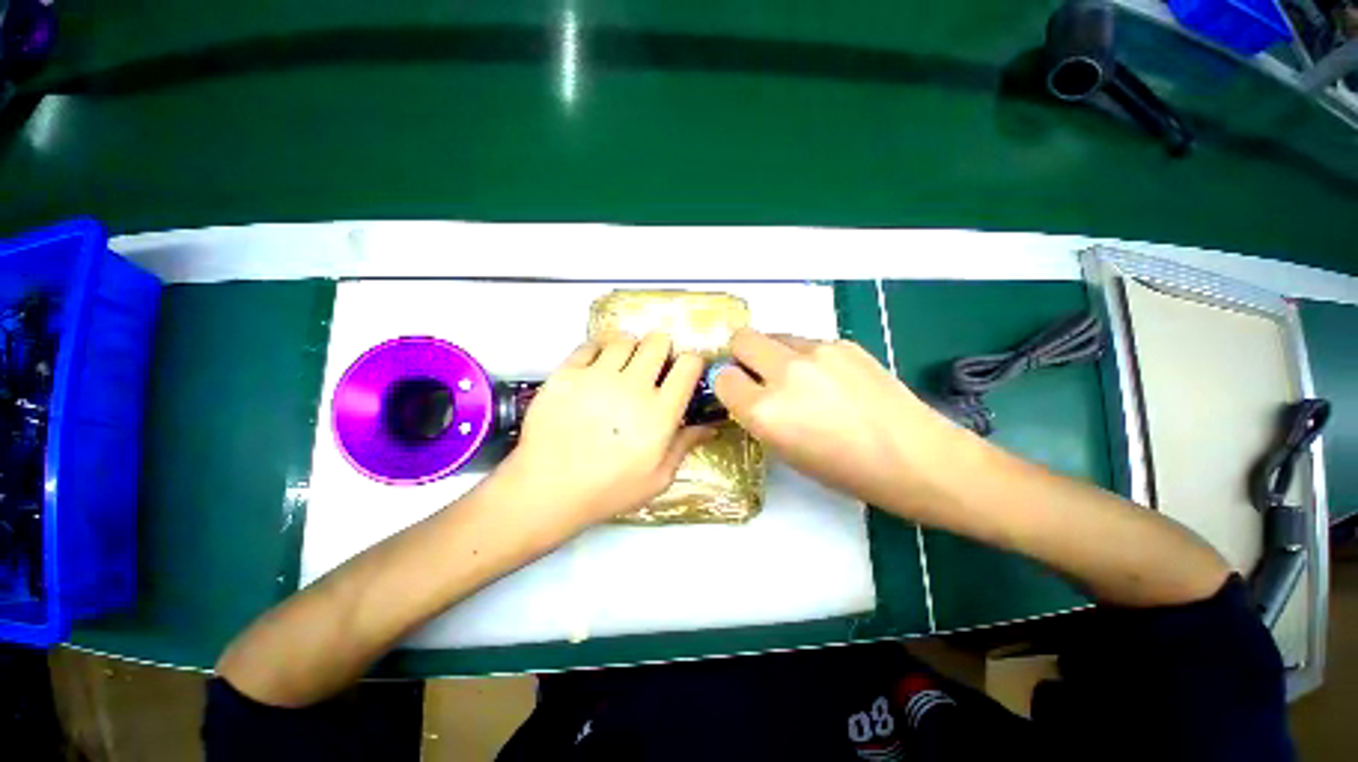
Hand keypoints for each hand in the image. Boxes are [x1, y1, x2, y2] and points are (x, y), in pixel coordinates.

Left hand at [488, 332, 712, 537]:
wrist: (547, 490)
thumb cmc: (608, 489)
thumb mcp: (657, 478)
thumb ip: (685, 446)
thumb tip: (710, 426)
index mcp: (660, 412)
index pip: (689, 365)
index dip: (691, 362)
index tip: (685, 370)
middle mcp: (632, 386)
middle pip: (658, 341)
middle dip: (662, 349)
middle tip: (653, 366)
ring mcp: (596, 377)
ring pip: (624, 339)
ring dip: (630, 348)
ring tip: (623, 366)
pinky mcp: (566, 374)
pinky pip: (589, 345)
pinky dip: (598, 350)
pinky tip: (596, 367)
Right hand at [714, 329, 965, 516]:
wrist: (915, 457)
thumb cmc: (846, 470)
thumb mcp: (786, 452)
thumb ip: (758, 416)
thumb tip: (748, 392)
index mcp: (765, 411)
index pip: (722, 378)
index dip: (728, 386)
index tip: (740, 393)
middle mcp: (784, 373)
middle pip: (742, 338)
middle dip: (742, 355)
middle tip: (758, 374)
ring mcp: (816, 352)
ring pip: (775, 335)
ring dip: (775, 353)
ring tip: (800, 379)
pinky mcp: (843, 342)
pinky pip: (807, 342)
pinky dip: (806, 356)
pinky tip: (831, 379)